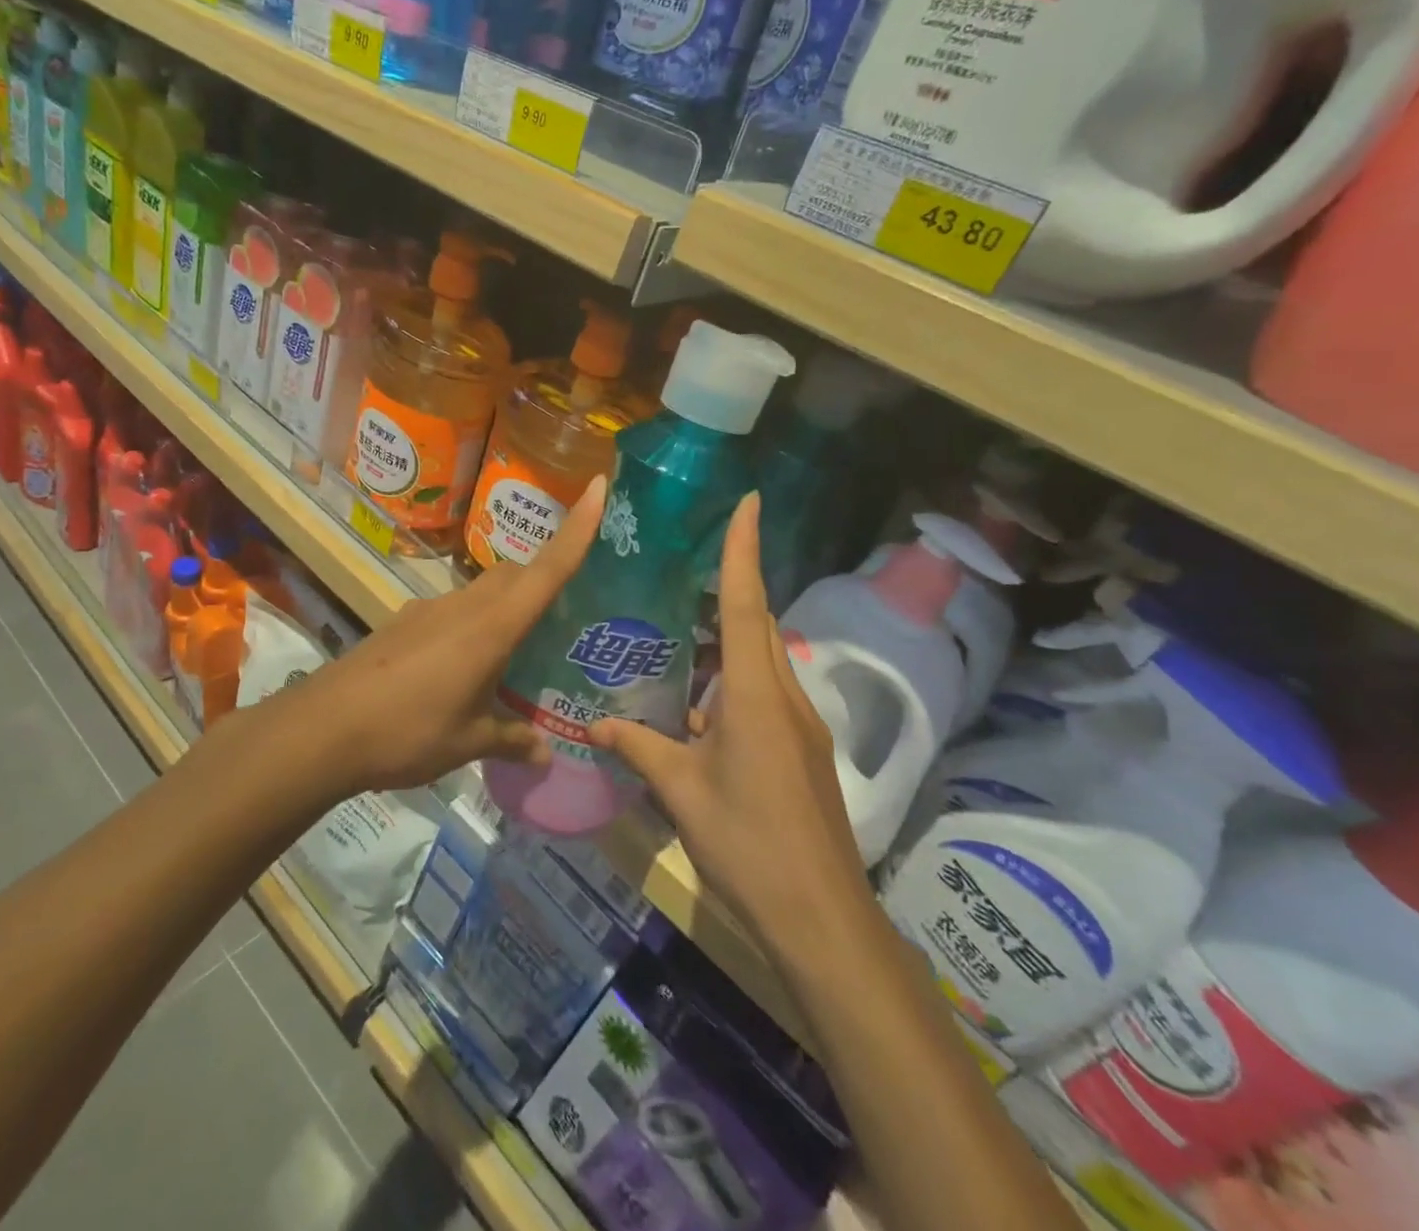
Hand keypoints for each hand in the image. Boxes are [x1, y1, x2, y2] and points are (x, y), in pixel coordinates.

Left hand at [285, 476, 606, 797]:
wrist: (322, 730)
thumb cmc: (407, 732)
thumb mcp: (467, 743)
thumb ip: (510, 741)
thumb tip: (546, 754)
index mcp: (491, 628)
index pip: (547, 569)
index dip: (577, 527)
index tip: (599, 486)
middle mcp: (463, 606)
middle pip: (514, 574)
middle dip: (542, 577)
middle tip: (564, 613)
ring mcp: (428, 610)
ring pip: (481, 591)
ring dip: (504, 606)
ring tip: (517, 651)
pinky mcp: (403, 622)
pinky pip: (452, 611)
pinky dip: (470, 625)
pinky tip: (462, 668)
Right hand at [592, 494, 875, 956]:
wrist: (821, 918)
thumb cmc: (748, 843)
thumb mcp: (682, 793)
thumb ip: (640, 749)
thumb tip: (596, 725)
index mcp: (755, 694)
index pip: (745, 603)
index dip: (744, 549)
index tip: (749, 501)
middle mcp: (784, 696)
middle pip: (758, 624)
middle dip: (731, 588)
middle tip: (687, 566)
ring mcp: (799, 725)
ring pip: (763, 660)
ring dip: (730, 638)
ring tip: (680, 632)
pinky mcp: (802, 752)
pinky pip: (766, 694)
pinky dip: (735, 680)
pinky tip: (699, 705)